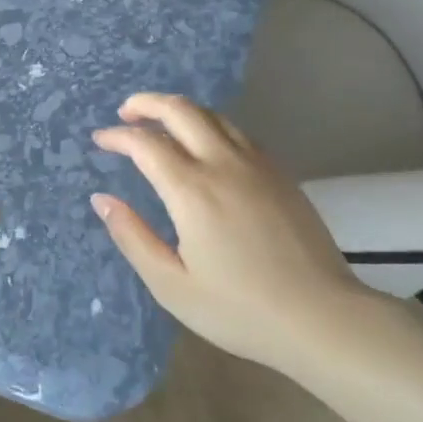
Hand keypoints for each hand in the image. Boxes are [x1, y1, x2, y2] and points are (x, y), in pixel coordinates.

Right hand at [90, 93, 373, 364]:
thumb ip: (132, 237)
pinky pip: (237, 133)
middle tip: (126, 112)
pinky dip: (210, 126)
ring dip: (180, 111)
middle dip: (147, 103)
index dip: (118, 136)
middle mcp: (224, 164)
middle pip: (182, 111)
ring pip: (213, 116)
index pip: (146, 143)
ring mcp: (258, 165)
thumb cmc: (239, 309)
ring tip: (160, 124)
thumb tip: (103, 200)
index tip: (100, 140)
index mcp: (193, 190)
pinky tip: (205, 147)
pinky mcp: (280, 174)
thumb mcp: (172, 285)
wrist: (322, 318)